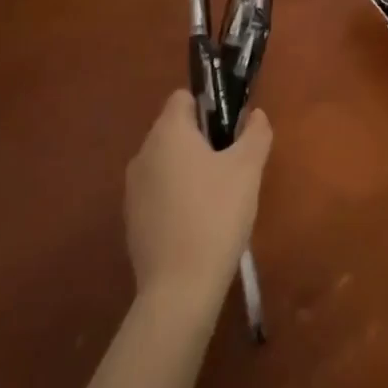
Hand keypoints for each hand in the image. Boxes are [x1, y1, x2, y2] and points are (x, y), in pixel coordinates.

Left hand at [125, 89, 271, 309]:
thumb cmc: (216, 215)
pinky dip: (176, 198)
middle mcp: (143, 153)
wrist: (179, 289)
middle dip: (201, 140)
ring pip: (166, 163)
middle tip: (231, 165)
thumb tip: (255, 115)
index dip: (209, 106)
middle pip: (174, 130)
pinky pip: (158, 193)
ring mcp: (133, 190)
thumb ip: (255, 134)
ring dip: (188, 170)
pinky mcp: (131, 221)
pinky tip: (198, 224)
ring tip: (218, 197)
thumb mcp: (248, 169)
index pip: (183, 98)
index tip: (230, 130)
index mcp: (168, 132)